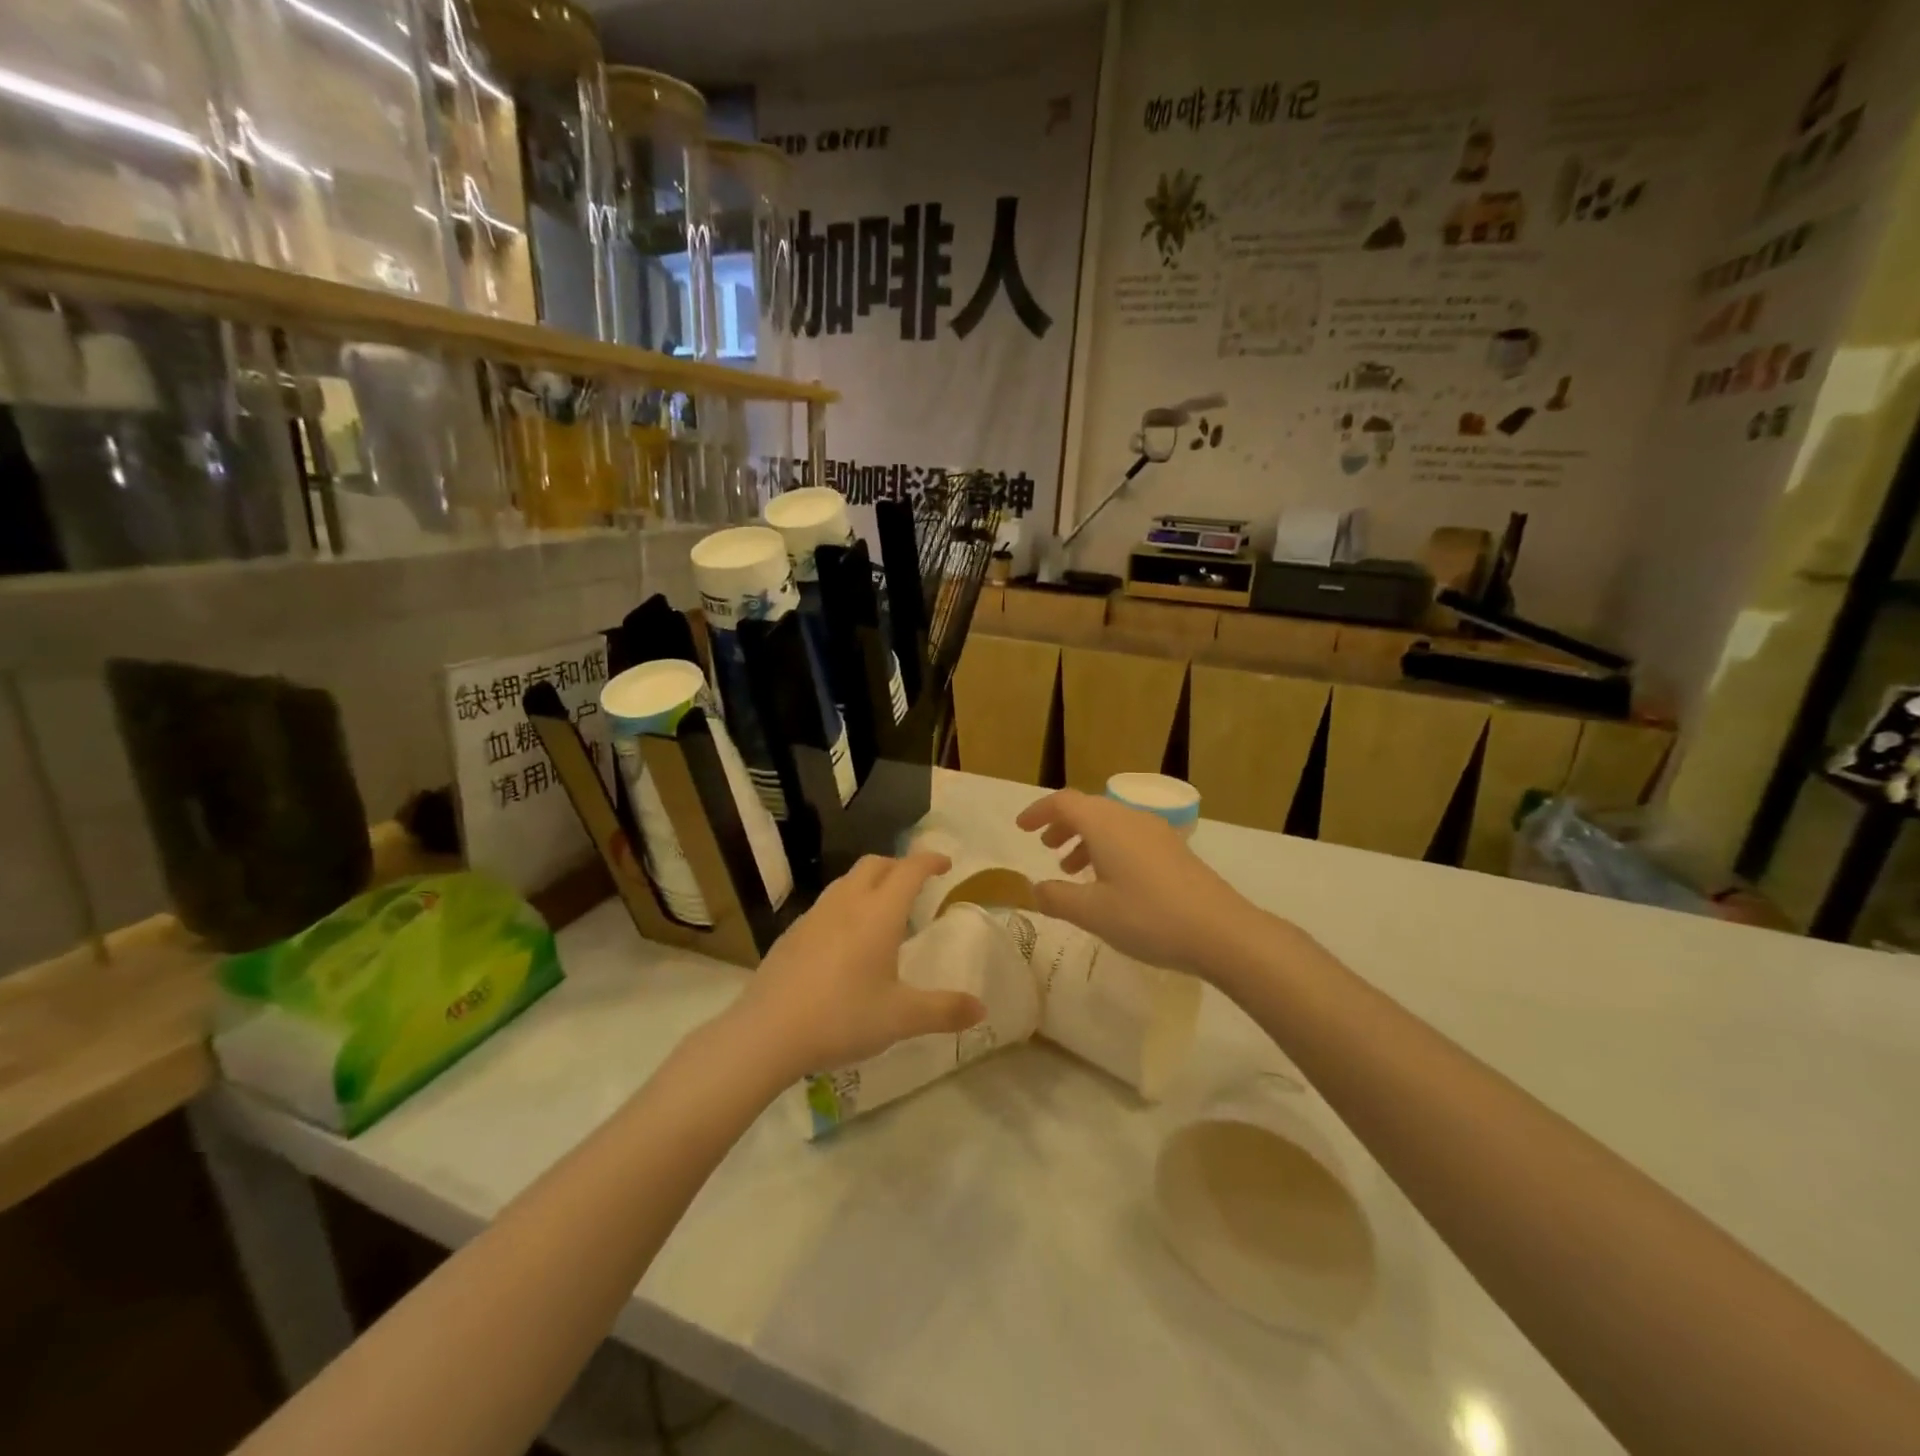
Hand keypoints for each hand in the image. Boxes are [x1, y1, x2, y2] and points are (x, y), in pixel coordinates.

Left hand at [731, 853, 986, 1077]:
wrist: (767, 1032)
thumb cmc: (842, 1018)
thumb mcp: (901, 1018)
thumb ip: (943, 1010)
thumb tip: (981, 1008)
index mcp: (879, 914)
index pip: (909, 870)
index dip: (929, 861)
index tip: (945, 864)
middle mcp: (847, 903)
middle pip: (875, 864)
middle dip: (899, 865)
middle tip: (915, 884)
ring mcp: (814, 916)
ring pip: (846, 881)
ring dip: (870, 882)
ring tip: (882, 909)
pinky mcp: (792, 934)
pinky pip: (826, 904)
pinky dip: (845, 905)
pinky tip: (844, 940)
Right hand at [1015, 790, 1274, 982]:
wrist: (1222, 931)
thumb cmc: (1149, 917)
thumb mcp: (1093, 913)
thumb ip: (1057, 897)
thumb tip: (1035, 888)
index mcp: (1105, 824)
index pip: (1064, 802)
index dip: (1038, 811)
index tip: (1021, 828)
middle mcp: (1130, 818)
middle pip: (1088, 809)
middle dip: (1062, 824)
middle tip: (1045, 847)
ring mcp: (1156, 833)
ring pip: (1110, 824)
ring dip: (1085, 839)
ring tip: (1071, 868)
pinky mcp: (1174, 851)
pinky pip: (1129, 837)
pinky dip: (1108, 849)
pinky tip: (1109, 882)